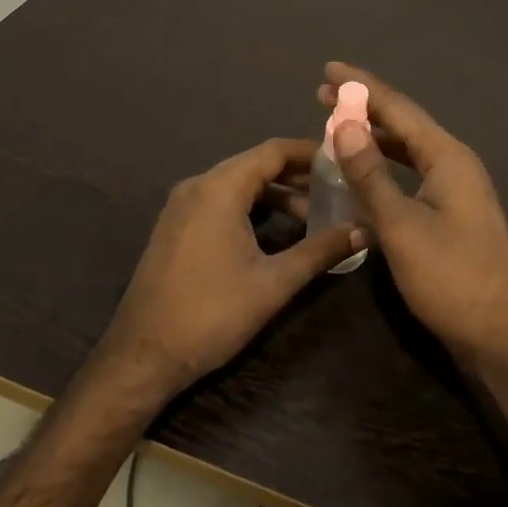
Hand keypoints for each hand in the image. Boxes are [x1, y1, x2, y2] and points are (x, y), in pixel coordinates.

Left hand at [102, 137, 364, 391]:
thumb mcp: (274, 283)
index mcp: (219, 189)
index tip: (344, 160)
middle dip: (297, 175)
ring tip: (312, 216)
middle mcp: (197, 186)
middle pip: (255, 165)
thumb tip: (364, 230)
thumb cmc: (212, 313)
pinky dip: (251, 208)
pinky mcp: (176, 227)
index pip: (273, 151)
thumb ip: (320, 251)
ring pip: (237, 185)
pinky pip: (220, 202)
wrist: (143, 355)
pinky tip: (276, 232)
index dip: (310, 152)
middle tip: (336, 189)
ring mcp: (182, 207)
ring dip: (275, 195)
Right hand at [317, 62, 507, 367]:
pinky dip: (384, 168)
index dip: (362, 87)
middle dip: (365, 108)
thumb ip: (371, 174)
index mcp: (447, 157)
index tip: (328, 69)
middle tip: (323, 95)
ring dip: (373, 138)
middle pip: (404, 125)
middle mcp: (455, 165)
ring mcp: (456, 191)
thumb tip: (343, 123)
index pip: (398, 108)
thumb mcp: (402, 226)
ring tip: (338, 127)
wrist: (501, 334)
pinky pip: (412, 176)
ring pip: (408, 152)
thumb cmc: (452, 278)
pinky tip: (365, 175)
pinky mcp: (451, 215)